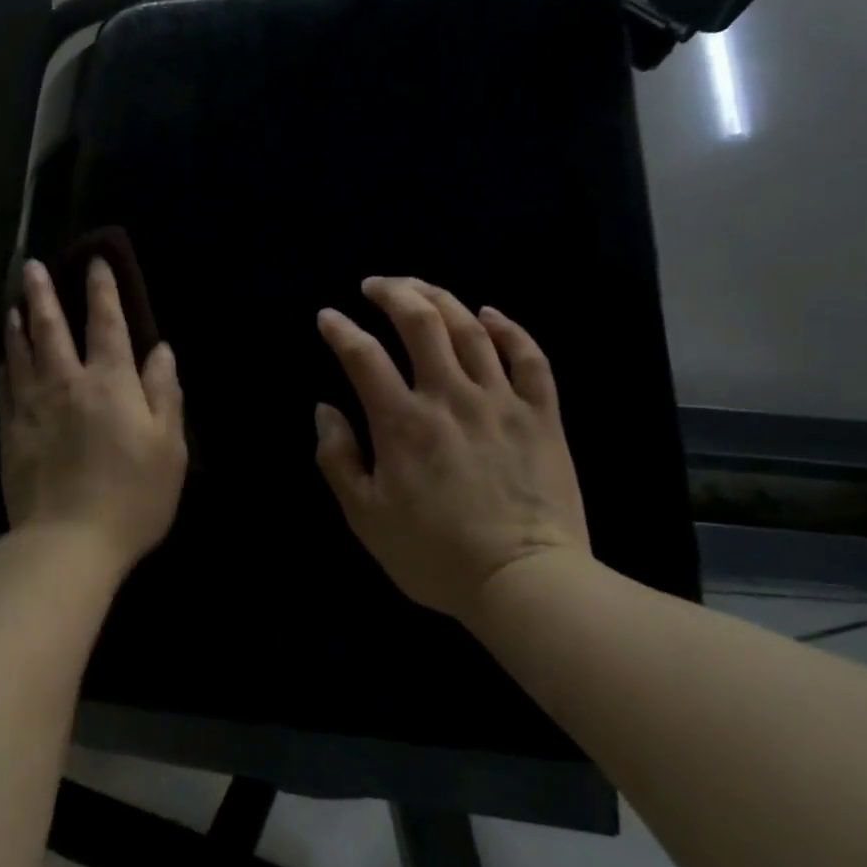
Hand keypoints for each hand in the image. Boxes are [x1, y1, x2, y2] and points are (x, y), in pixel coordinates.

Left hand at [0, 257, 187, 567]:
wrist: (67, 542)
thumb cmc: (132, 496)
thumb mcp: (168, 447)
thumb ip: (163, 393)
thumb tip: (161, 350)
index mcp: (109, 383)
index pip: (106, 324)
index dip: (101, 290)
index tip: (94, 261)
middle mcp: (66, 383)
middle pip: (50, 328)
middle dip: (43, 293)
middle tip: (31, 266)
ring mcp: (32, 407)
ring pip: (20, 353)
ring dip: (17, 323)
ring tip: (13, 303)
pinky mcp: (11, 433)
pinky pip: (5, 388)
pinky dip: (6, 366)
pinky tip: (4, 360)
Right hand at [314, 277, 590, 621]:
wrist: (525, 582)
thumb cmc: (435, 555)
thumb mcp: (365, 517)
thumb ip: (338, 458)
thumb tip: (325, 409)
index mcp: (401, 422)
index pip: (362, 355)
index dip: (340, 329)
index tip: (328, 316)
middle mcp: (449, 396)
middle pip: (421, 322)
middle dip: (394, 293)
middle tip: (376, 284)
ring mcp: (500, 401)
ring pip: (471, 329)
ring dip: (441, 298)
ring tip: (420, 287)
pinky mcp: (541, 414)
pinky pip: (529, 357)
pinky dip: (509, 328)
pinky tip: (490, 313)